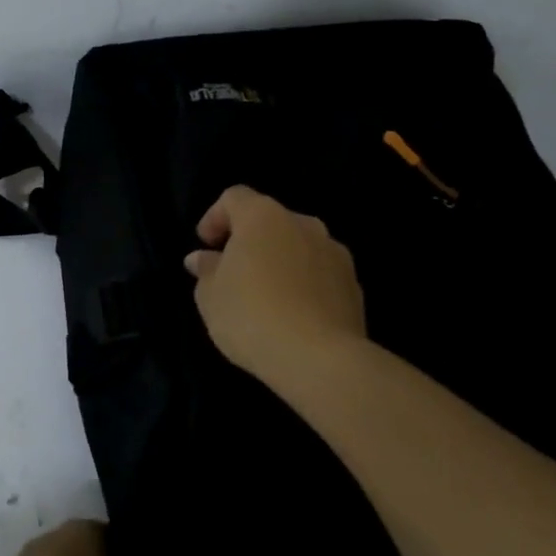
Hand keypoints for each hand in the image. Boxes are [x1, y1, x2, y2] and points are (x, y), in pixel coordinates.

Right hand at [184, 185, 367, 387]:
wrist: (319, 359)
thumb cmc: (252, 316)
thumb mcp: (210, 295)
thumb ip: (206, 270)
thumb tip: (202, 258)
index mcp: (263, 216)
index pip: (234, 197)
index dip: (215, 217)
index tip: (206, 245)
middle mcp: (303, 224)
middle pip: (270, 220)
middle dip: (250, 241)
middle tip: (232, 272)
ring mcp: (334, 252)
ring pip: (298, 246)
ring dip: (279, 261)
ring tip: (265, 296)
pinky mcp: (353, 285)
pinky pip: (319, 274)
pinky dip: (303, 283)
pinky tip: (292, 314)